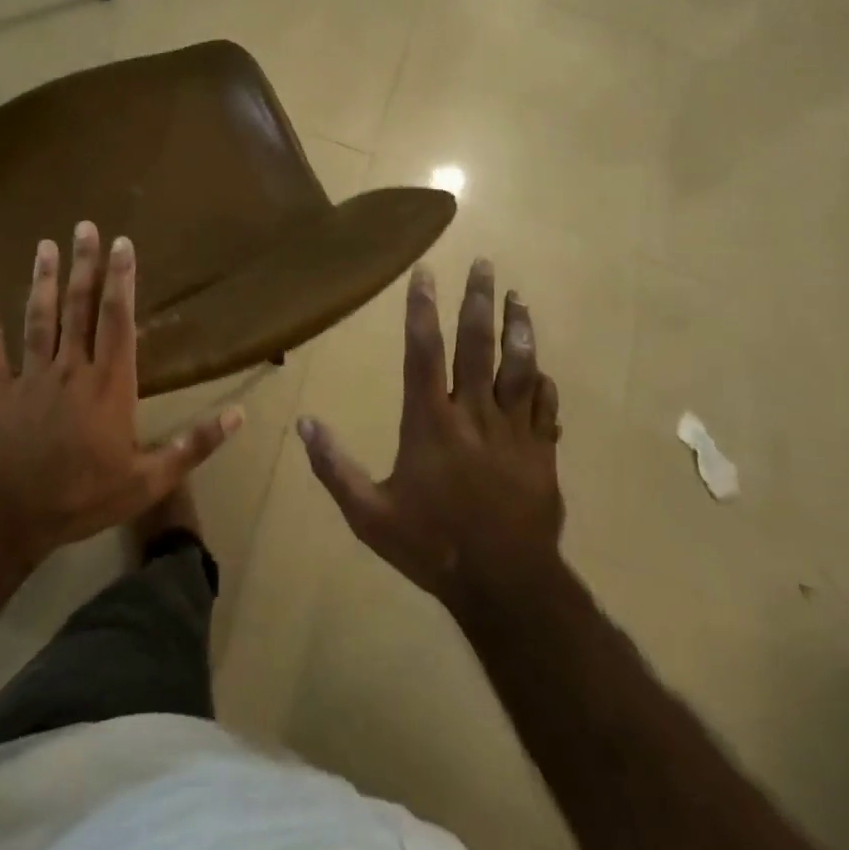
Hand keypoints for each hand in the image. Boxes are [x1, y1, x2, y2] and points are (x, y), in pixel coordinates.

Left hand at [0, 221, 240, 564]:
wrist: (12, 518)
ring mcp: (32, 377)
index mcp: (109, 383)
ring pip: (38, 320)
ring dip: (41, 281)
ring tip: (45, 246)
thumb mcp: (149, 480)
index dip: (122, 280)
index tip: (123, 244)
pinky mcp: (0, 393)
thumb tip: (239, 415)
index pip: (118, 320)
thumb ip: (193, 445)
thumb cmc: (84, 496)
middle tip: (84, 227)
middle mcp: (71, 368)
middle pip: (78, 308)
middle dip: (84, 266)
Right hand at [298, 258, 563, 618]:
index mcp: (430, 421)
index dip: (422, 308)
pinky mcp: (542, 452)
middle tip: (485, 263)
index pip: (424, 350)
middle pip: (477, 345)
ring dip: (518, 328)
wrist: (505, 585)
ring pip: (518, 367)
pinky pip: (545, 406)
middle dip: (478, 300)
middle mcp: (473, 413)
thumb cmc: (431, 546)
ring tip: (518, 297)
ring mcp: (513, 431)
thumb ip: (334, 467)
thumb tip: (304, 422)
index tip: (426, 272)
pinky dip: (542, 382)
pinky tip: (541, 367)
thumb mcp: (368, 514)